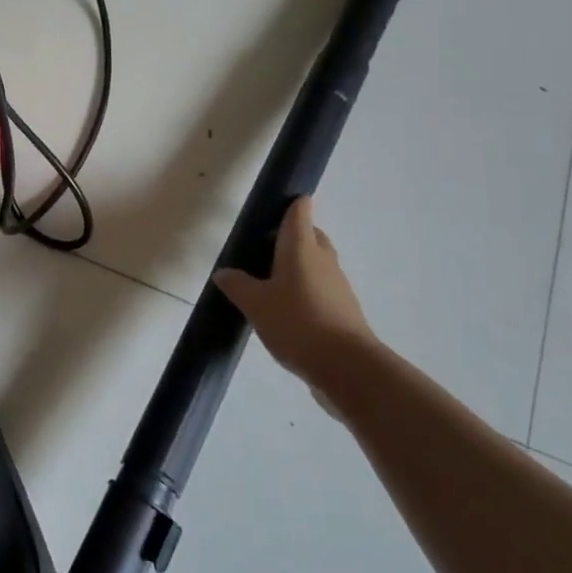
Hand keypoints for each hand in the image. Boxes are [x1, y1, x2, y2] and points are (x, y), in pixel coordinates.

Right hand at [215, 197, 374, 389]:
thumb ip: (237, 285)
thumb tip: (223, 272)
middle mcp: (322, 259)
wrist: (348, 368)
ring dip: (298, 265)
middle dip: (292, 236)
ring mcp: (337, 285)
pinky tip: (287, 310)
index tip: (276, 205)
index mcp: (300, 248)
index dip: (291, 204)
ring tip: (270, 281)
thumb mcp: (255, 304)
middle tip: (264, 247)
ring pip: (317, 263)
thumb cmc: (297, 323)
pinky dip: (306, 290)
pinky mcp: (343, 311)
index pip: (299, 213)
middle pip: (311, 236)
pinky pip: (322, 289)